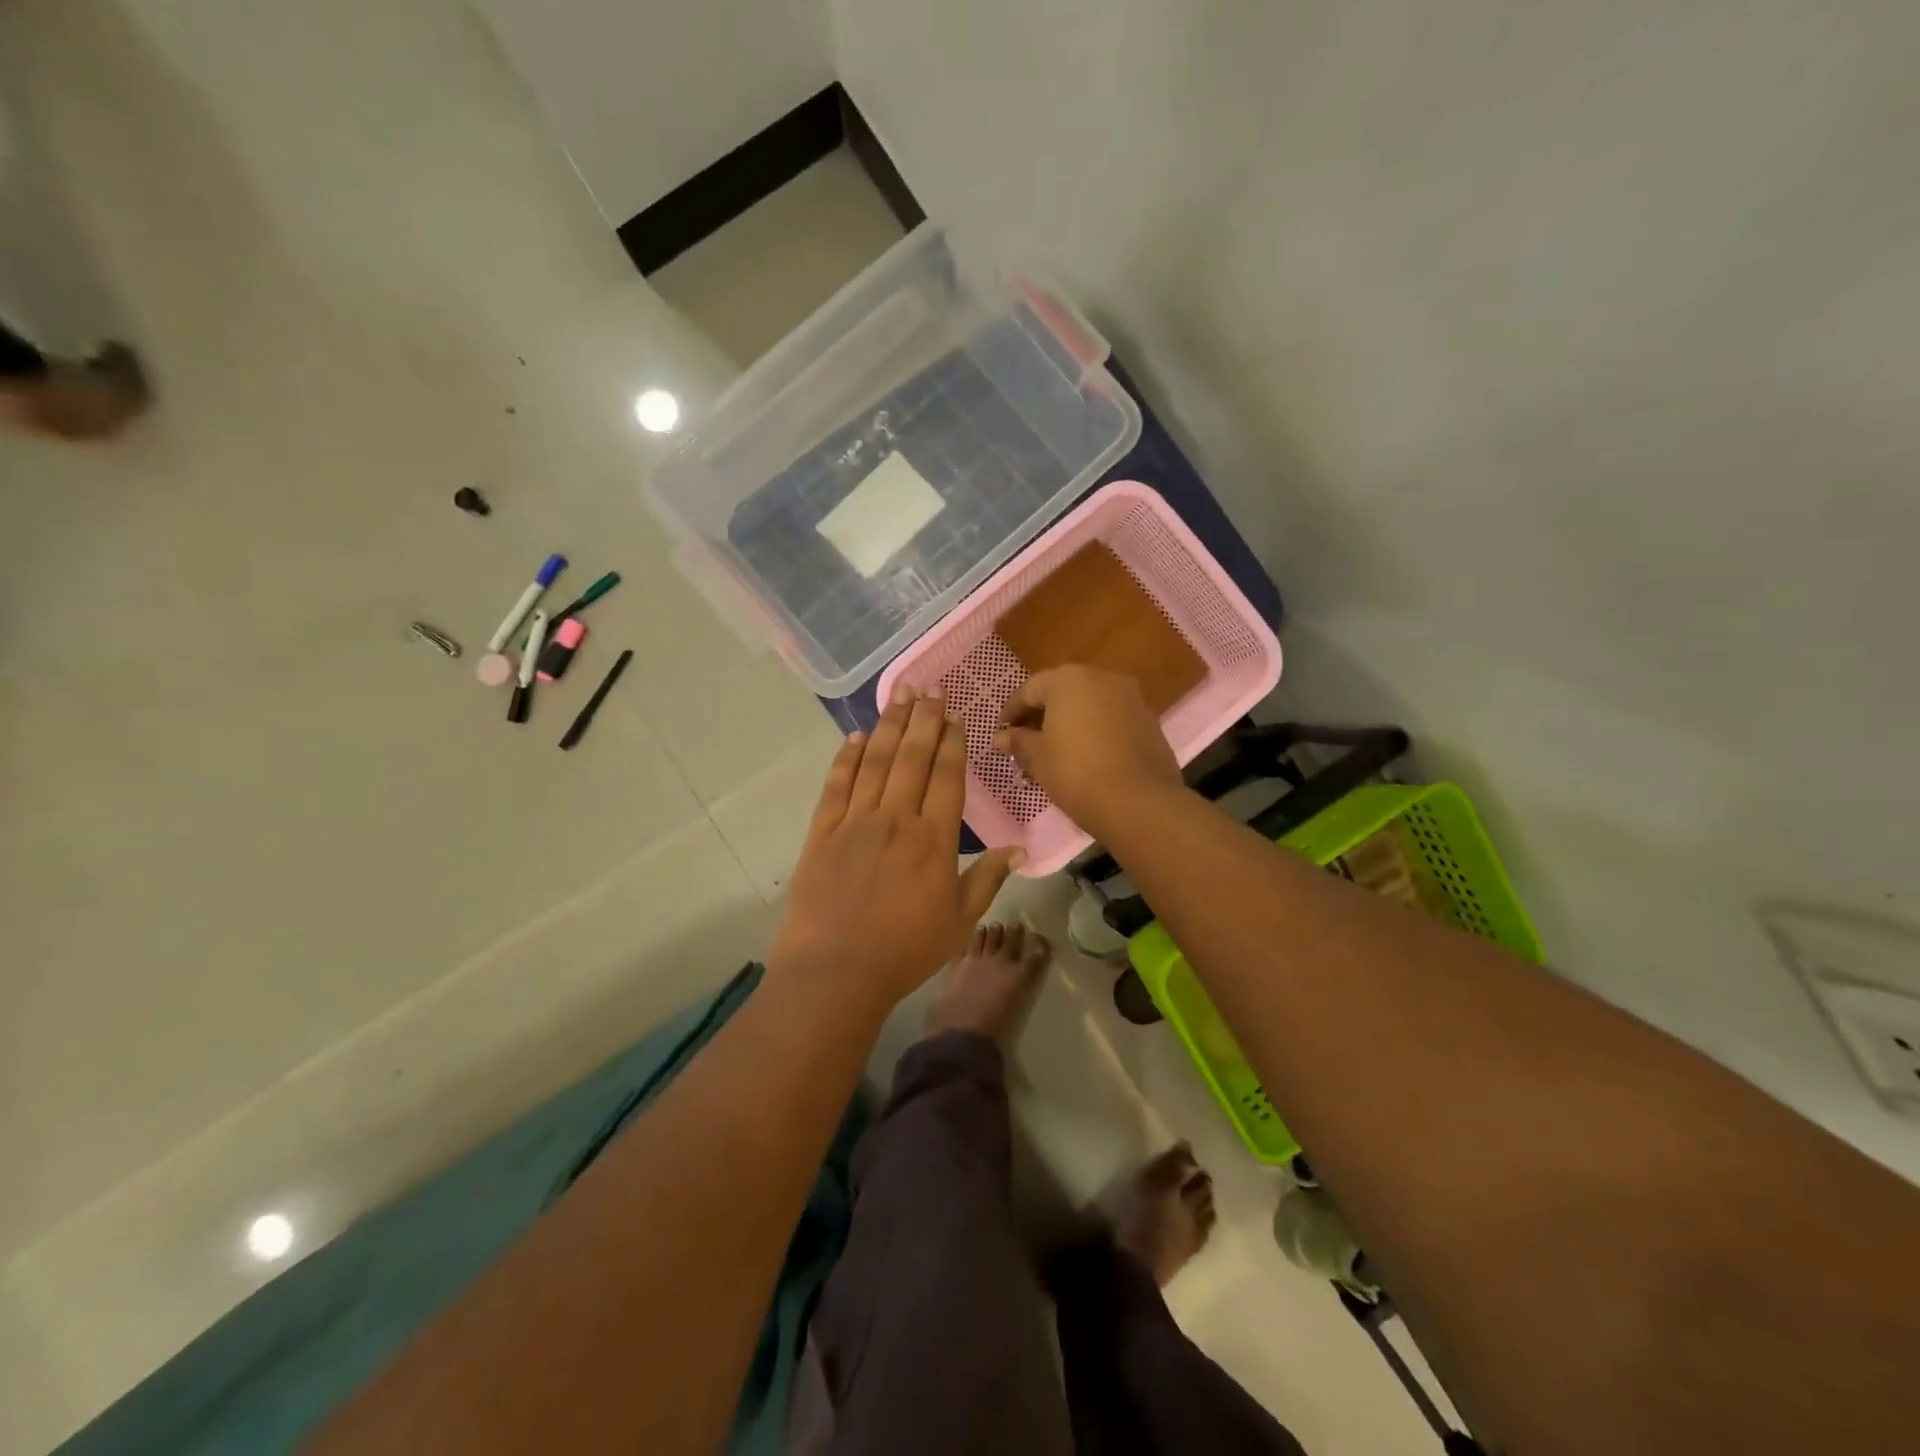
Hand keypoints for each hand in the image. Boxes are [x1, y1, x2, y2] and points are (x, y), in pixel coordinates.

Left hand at [769, 689, 1022, 1010]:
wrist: (836, 972)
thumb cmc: (905, 951)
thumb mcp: (960, 922)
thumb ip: (988, 880)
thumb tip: (1017, 849)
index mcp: (933, 839)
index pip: (946, 776)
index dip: (951, 742)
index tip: (954, 714)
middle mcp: (895, 819)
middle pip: (911, 757)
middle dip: (922, 719)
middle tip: (929, 687)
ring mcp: (855, 822)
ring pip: (875, 762)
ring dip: (888, 725)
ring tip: (899, 694)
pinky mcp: (821, 832)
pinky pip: (835, 785)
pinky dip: (846, 758)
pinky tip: (855, 736)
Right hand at [992, 666, 1183, 829]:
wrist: (1139, 802)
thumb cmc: (1076, 772)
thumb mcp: (1038, 758)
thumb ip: (1019, 741)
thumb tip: (1002, 737)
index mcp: (1068, 679)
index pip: (1029, 690)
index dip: (1011, 712)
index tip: (1001, 733)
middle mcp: (1101, 678)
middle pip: (1061, 692)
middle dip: (1041, 715)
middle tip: (1025, 742)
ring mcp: (1130, 697)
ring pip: (1088, 704)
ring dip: (1068, 722)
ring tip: (1053, 750)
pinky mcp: (1148, 720)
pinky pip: (1110, 718)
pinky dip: (1093, 730)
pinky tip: (1084, 755)